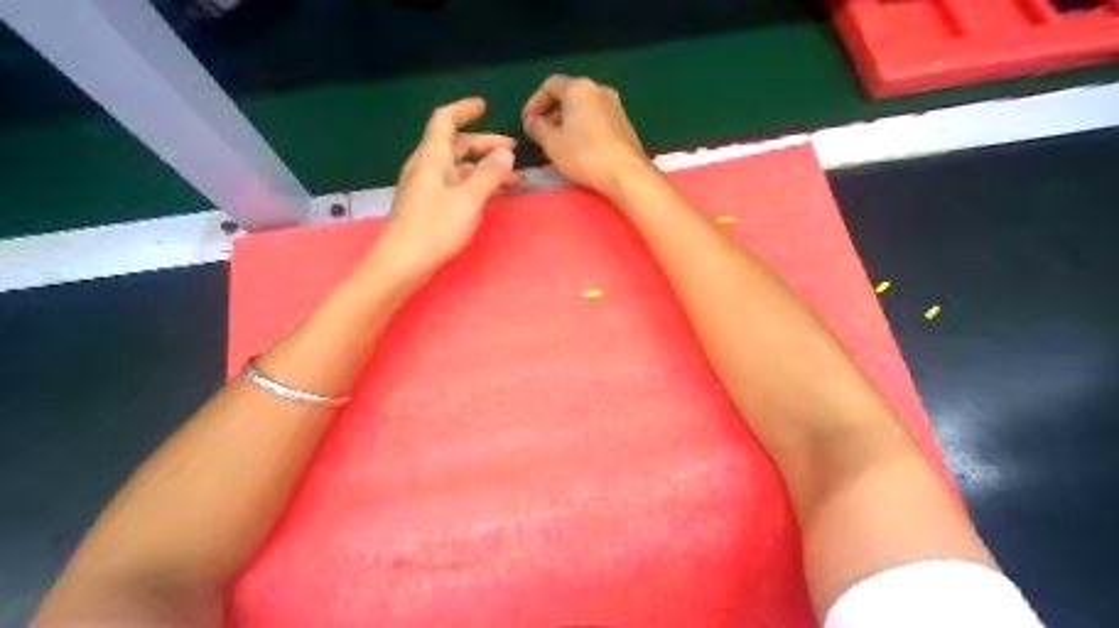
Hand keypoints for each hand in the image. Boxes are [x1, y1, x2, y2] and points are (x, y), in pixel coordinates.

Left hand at [370, 97, 518, 279]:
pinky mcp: (429, 207)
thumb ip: (490, 174)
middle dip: (485, 145)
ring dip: (485, 170)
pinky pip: (456, 187)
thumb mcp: (469, 199)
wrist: (403, 263)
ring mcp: (426, 188)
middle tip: (513, 151)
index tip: (484, 106)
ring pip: (459, 169)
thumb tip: (506, 153)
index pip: (445, 120)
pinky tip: (493, 197)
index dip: (464, 109)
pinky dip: (476, 186)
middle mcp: (427, 167)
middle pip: (456, 145)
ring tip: (514, 180)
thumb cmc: (435, 227)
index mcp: (432, 157)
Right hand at [521, 75, 653, 197]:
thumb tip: (531, 121)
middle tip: (540, 135)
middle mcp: (599, 90)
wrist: (627, 174)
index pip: (550, 85)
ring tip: (557, 145)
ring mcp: (615, 106)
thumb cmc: (585, 155)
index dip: (534, 103)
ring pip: (582, 109)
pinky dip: (582, 129)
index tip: (526, 123)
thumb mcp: (552, 143)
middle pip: (568, 95)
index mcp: (579, 88)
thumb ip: (537, 128)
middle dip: (550, 114)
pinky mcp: (624, 124)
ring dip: (566, 123)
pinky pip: (595, 119)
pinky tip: (577, 149)